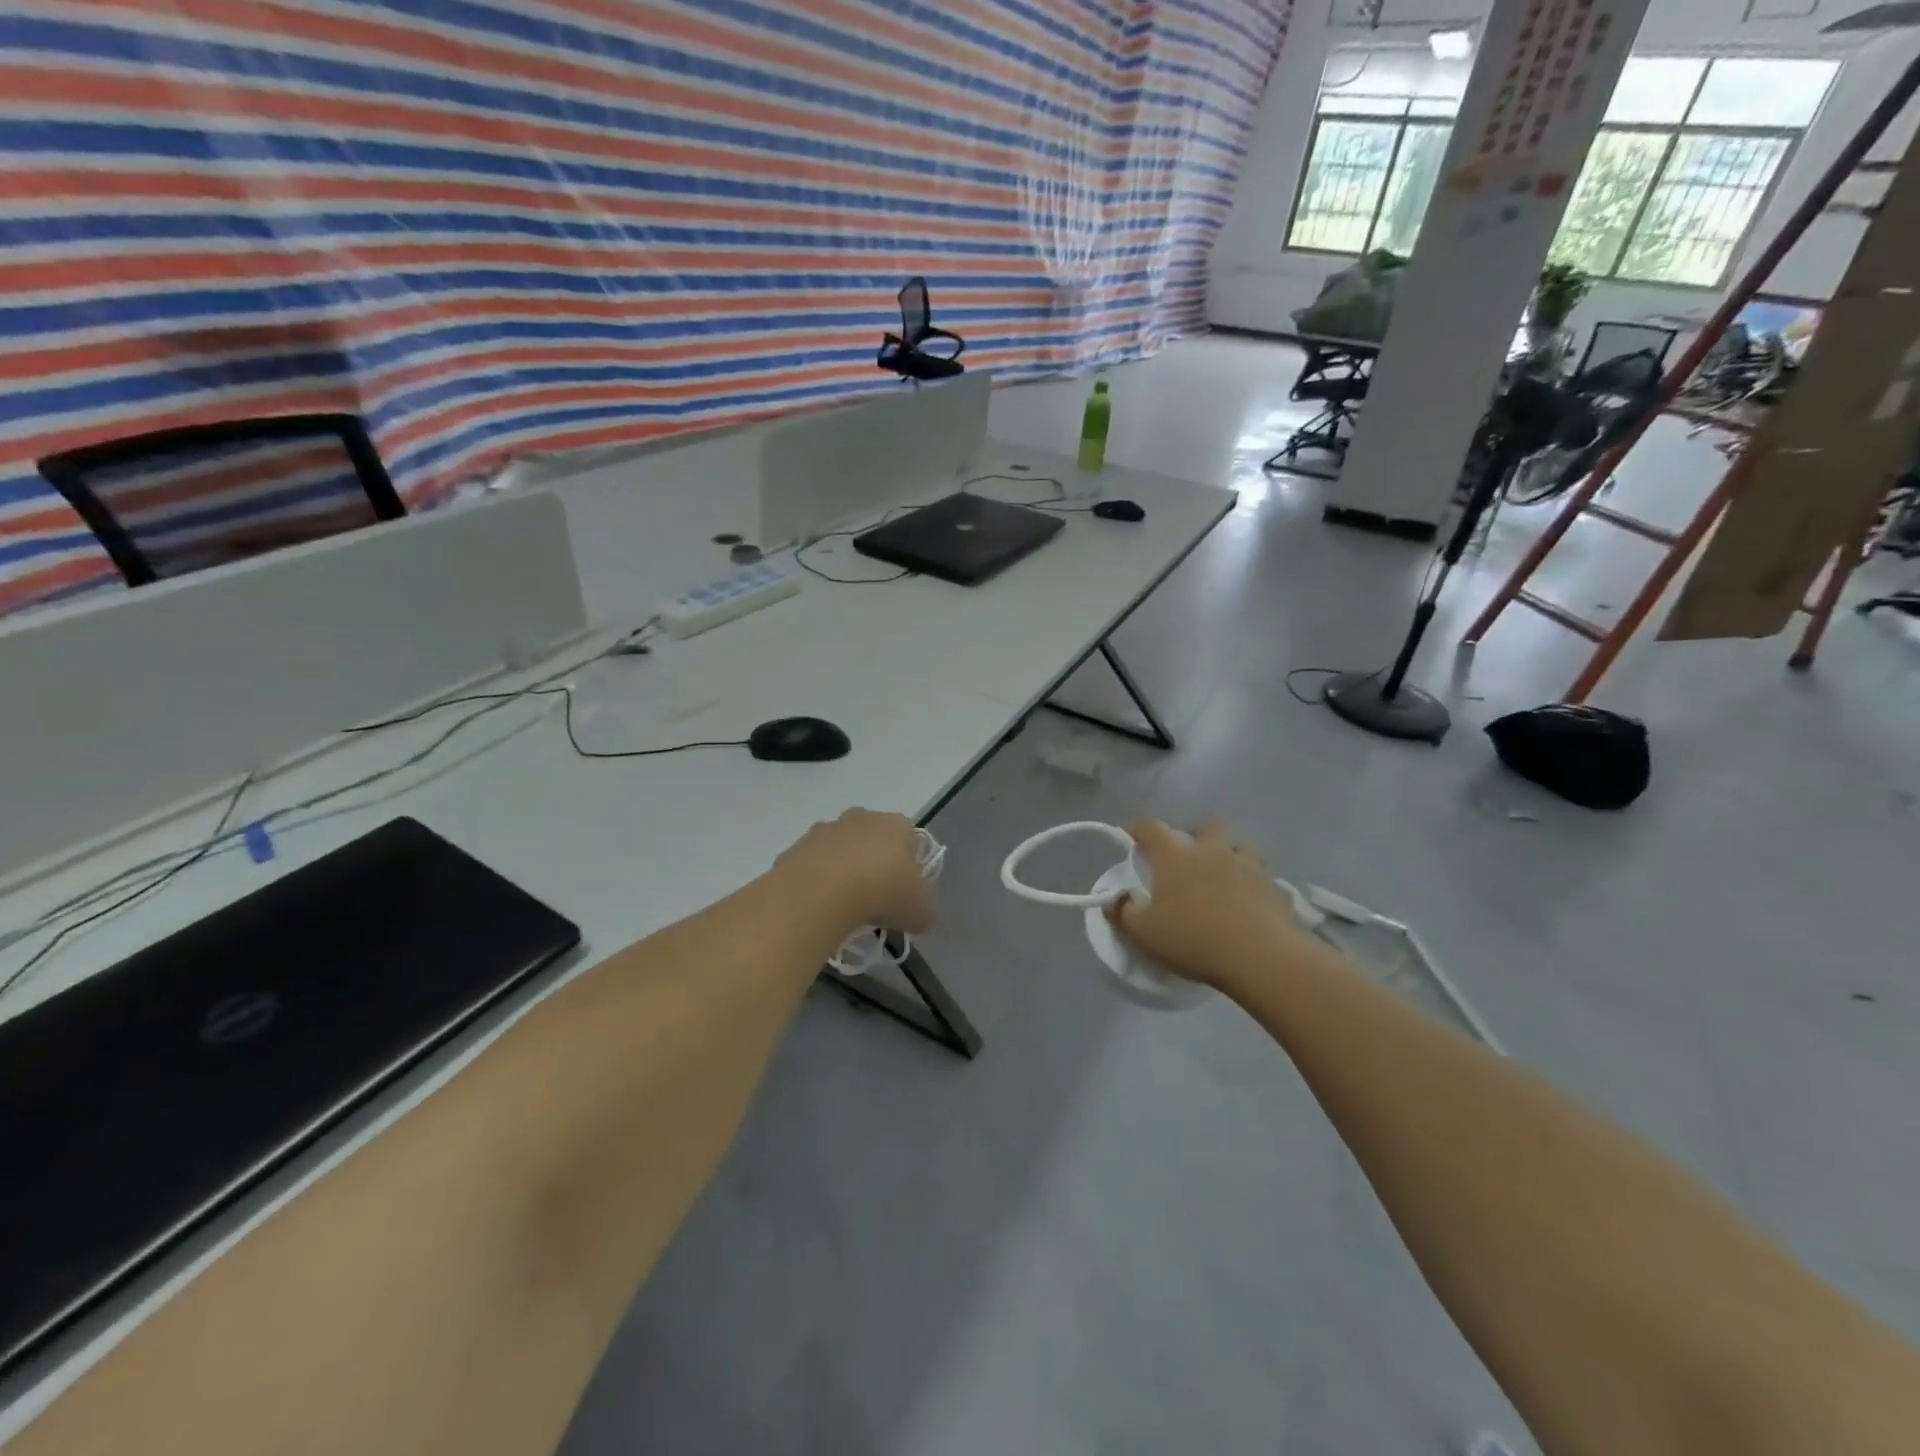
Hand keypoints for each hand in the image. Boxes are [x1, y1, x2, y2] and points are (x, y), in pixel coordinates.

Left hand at [770, 809, 934, 938]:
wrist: (821, 892)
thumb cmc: (882, 892)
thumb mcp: (918, 912)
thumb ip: (923, 912)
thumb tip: (919, 917)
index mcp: (897, 825)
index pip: (910, 840)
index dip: (909, 868)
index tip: (904, 894)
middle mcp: (863, 817)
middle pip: (874, 842)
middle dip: (875, 866)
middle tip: (875, 901)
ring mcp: (827, 828)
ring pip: (842, 851)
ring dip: (844, 873)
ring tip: (845, 907)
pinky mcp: (798, 845)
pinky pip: (815, 865)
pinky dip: (818, 883)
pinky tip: (820, 906)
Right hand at [1106, 820, 1311, 992]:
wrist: (1261, 957)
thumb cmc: (1193, 940)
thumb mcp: (1144, 933)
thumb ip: (1122, 913)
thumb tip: (1115, 898)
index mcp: (1176, 856)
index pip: (1151, 828)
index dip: (1137, 828)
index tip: (1129, 834)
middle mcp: (1212, 851)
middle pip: (1205, 826)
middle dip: (1194, 834)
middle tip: (1187, 855)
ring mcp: (1248, 866)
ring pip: (1239, 846)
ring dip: (1228, 854)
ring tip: (1222, 875)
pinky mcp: (1275, 887)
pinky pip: (1262, 876)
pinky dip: (1253, 883)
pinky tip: (1249, 901)